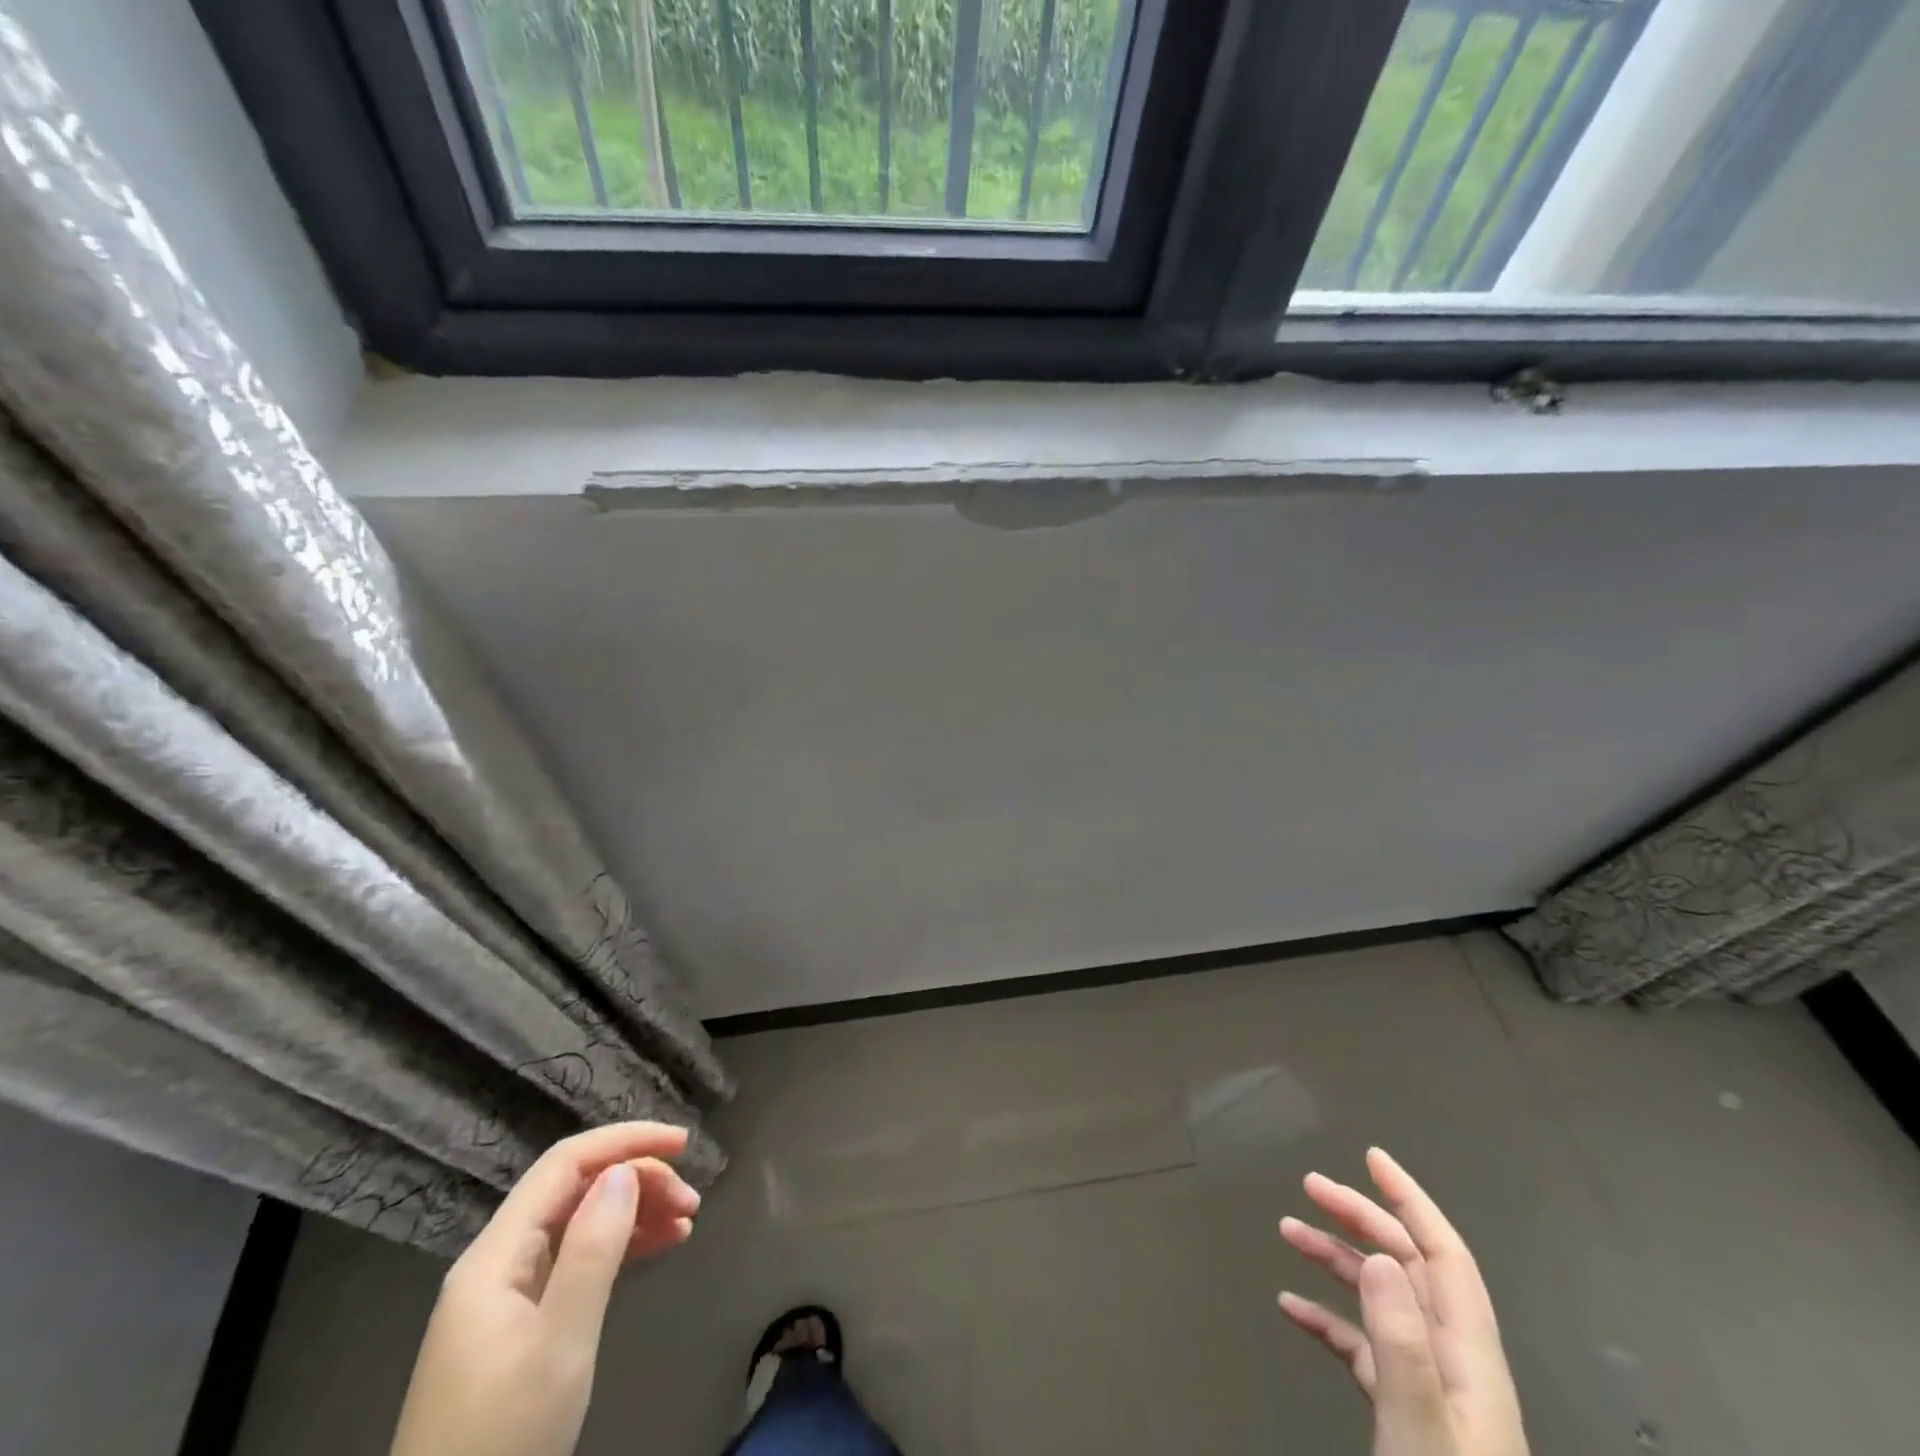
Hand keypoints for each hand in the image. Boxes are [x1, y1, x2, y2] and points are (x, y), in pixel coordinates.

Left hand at [390, 1122, 702, 1455]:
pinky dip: (620, 1246)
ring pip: (580, 1223)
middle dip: (638, 1180)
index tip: (683, 1145)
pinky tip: (659, 1247)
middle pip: (575, 1190)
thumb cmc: (503, 1441)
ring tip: (687, 1222)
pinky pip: (577, 1260)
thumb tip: (624, 1172)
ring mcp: (506, 1296)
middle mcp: (497, 1263)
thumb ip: (592, 1251)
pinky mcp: (519, 1326)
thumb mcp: (559, 1345)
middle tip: (692, 1201)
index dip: (626, 1141)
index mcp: (495, 1256)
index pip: (564, 1164)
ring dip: (635, 1212)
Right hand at [1277, 1147, 1526, 1455]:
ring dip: (1336, 1261)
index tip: (1371, 1157)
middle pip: (1408, 1267)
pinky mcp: (1404, 1413)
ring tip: (1287, 1231)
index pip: (1444, 1256)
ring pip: (1381, 1300)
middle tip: (1309, 1186)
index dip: (1412, 1201)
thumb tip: (1381, 1256)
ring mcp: (1429, 1389)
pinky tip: (1291, 1308)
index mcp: (1469, 1358)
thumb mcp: (1421, 1431)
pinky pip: (1363, 1347)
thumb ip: (1402, 1346)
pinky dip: (1328, 1318)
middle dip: (1361, 1218)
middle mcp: (1453, 1362)